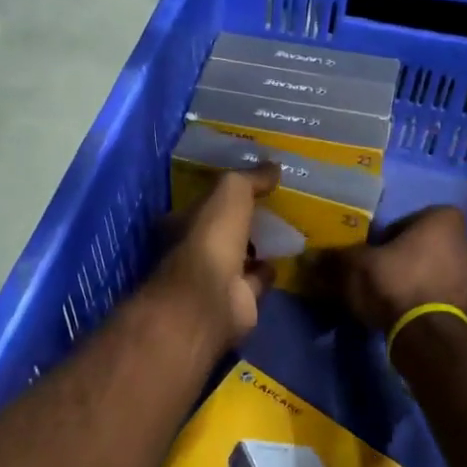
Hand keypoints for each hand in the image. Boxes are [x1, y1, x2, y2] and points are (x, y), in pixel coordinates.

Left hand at [151, 164, 280, 349]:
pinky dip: (268, 271)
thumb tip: (273, 165)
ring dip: (257, 246)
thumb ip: (250, 178)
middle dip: (243, 221)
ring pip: (240, 256)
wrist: (212, 298)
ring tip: (284, 230)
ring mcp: (214, 278)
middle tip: (272, 206)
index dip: (223, 195)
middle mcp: (194, 251)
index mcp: (181, 223)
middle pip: (222, 231)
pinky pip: (256, 280)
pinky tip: (285, 258)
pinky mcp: (237, 301)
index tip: (250, 184)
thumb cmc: (211, 237)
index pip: (202, 204)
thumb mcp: (230, 192)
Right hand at [321, 206, 466, 333]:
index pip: (410, 220)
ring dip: (418, 278)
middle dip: (406, 256)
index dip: (388, 236)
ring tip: (391, 296)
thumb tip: (309, 257)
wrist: (425, 333)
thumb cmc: (394, 282)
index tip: (373, 252)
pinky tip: (405, 311)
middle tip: (380, 273)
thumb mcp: (355, 265)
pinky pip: (444, 294)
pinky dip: (428, 298)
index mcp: (445, 219)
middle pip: (427, 245)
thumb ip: (336, 257)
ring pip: (437, 269)